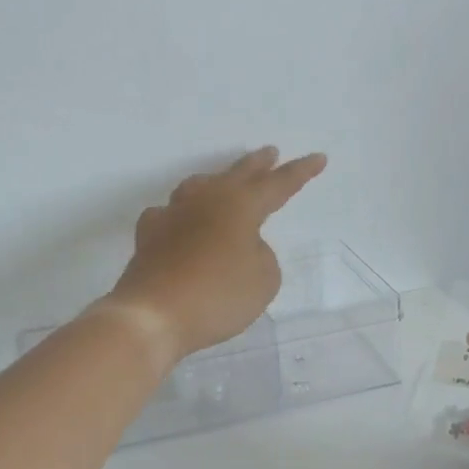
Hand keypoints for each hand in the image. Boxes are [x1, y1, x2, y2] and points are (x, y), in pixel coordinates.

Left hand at [104, 147, 327, 361]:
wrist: (153, 315)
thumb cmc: (218, 295)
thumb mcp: (264, 280)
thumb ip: (262, 255)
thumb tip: (243, 246)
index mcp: (240, 206)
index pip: (278, 184)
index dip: (300, 172)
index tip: (318, 157)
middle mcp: (206, 201)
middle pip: (236, 174)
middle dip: (257, 164)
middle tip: (270, 152)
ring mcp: (173, 215)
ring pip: (198, 186)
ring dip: (216, 180)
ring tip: (223, 180)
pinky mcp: (149, 236)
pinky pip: (168, 214)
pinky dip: (180, 214)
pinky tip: (179, 220)